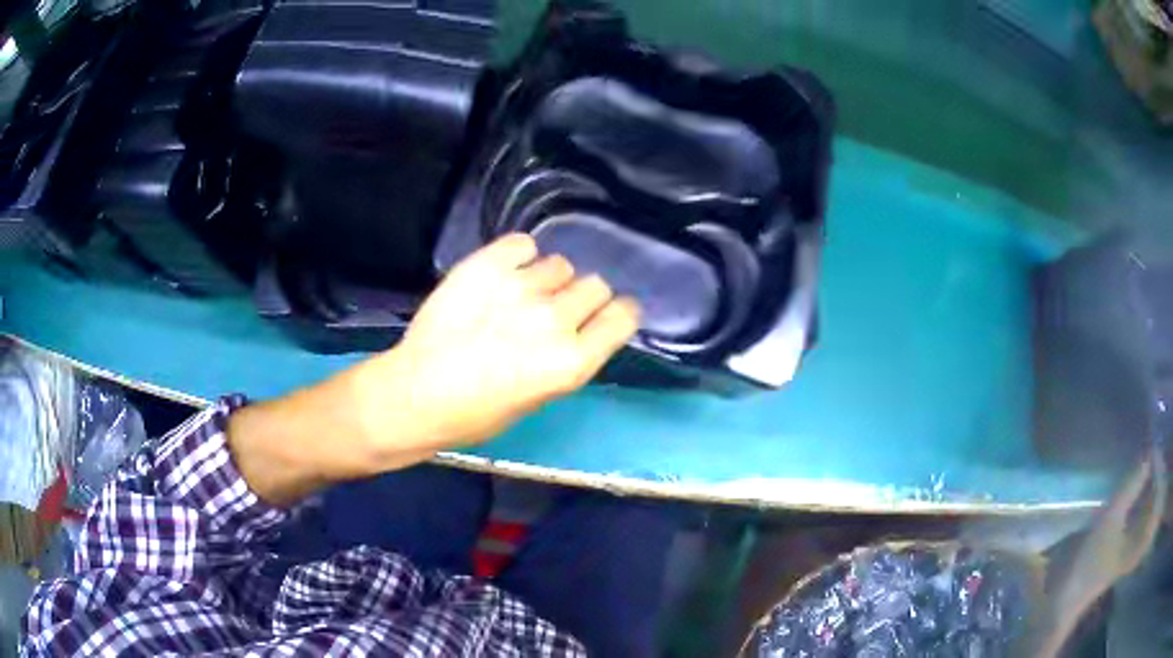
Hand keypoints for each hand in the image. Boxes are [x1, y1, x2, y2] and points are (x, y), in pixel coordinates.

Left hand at [355, 233, 640, 463]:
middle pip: (595, 285)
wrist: (415, 394)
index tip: (604, 316)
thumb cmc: (475, 414)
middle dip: (580, 298)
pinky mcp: (487, 265)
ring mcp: (520, 288)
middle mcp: (554, 320)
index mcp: (571, 362)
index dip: (616, 314)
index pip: (623, 316)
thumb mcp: (538, 399)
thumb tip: (575, 330)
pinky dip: (518, 256)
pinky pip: (524, 244)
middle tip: (552, 312)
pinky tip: (502, 275)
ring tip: (516, 296)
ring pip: (560, 265)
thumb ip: (565, 359)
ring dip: (547, 280)